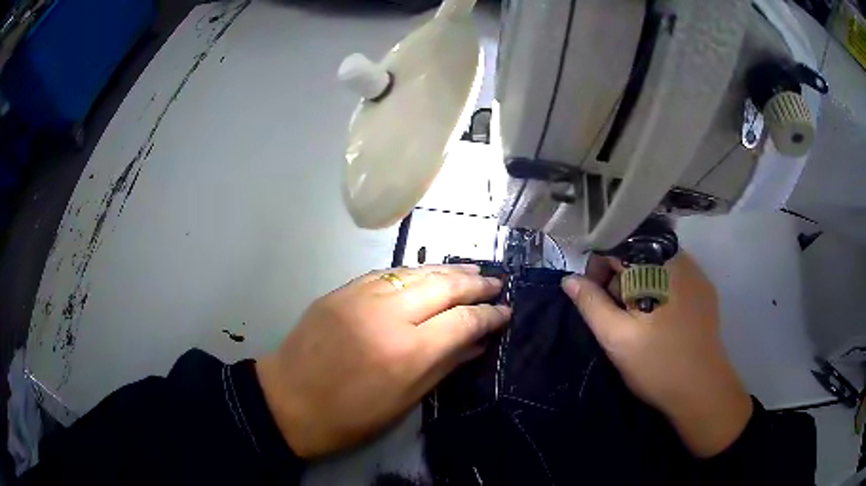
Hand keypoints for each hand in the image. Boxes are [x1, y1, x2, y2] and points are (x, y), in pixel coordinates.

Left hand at [255, 265, 509, 458]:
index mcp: (406, 352)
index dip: (488, 315)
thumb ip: (443, 367)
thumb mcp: (403, 402)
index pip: (461, 321)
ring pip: (415, 272)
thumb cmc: (349, 416)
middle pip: (443, 287)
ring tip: (472, 270)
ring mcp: (360, 297)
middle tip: (497, 282)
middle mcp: (387, 315)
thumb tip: (476, 344)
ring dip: (448, 270)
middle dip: (475, 283)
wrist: (287, 401)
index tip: (505, 312)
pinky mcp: (341, 291)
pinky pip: (387, 273)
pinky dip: (414, 272)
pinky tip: (428, 273)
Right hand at [562, 253, 751, 457]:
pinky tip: (658, 321)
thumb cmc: (657, 364)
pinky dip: (658, 291)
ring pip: (655, 266)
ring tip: (638, 322)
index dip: (597, 270)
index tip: (594, 301)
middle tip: (617, 318)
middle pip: (637, 254)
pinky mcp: (704, 290)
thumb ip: (591, 304)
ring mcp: (696, 274)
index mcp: (658, 265)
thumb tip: (569, 279)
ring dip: (638, 286)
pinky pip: (673, 278)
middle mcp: (681, 258)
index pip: (617, 246)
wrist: (703, 390)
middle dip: (619, 281)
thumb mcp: (616, 338)